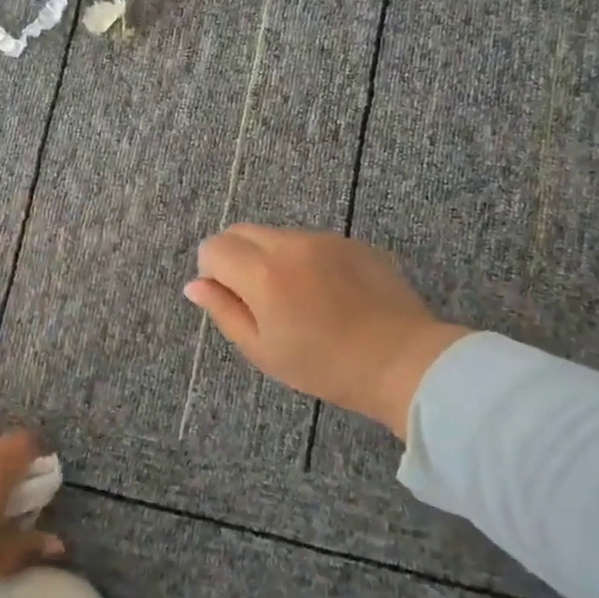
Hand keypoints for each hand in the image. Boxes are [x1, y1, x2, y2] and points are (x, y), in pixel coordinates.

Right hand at [185, 225, 470, 436]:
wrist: (403, 361)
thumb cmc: (324, 366)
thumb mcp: (262, 349)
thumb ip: (223, 311)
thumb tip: (195, 285)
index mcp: (262, 273)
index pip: (213, 248)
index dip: (212, 273)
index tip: (232, 300)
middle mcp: (289, 244)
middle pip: (240, 232)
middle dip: (236, 258)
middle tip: (258, 300)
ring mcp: (324, 239)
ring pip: (277, 236)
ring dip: (272, 258)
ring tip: (299, 300)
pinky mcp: (353, 242)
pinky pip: (312, 242)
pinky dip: (306, 260)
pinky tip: (329, 295)